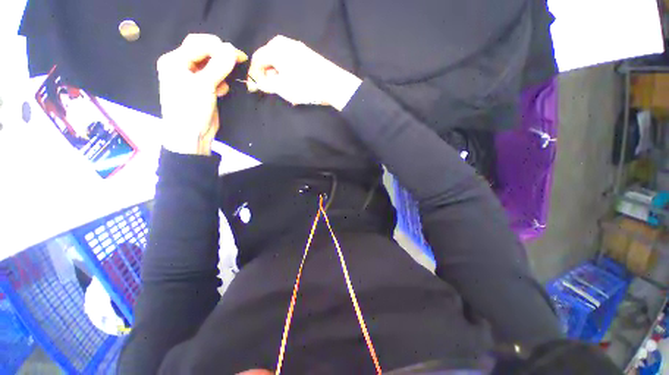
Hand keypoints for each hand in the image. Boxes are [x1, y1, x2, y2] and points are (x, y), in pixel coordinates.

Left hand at [157, 34, 246, 154]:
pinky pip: (213, 78)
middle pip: (203, 52)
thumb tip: (232, 50)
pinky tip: (222, 91)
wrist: (190, 136)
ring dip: (222, 69)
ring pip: (210, 65)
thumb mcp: (204, 85)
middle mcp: (181, 66)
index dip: (218, 46)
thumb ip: (218, 66)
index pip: (198, 44)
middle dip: (221, 55)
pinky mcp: (202, 90)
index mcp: (174, 61)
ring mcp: (192, 79)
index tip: (238, 54)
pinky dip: (220, 82)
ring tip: (229, 78)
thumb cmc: (191, 109)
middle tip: (238, 60)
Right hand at [247, 35, 361, 110]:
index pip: (257, 59)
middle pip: (268, 59)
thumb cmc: (305, 86)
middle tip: (269, 90)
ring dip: (278, 77)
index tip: (254, 88)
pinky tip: (293, 86)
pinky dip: (288, 74)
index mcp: (275, 48)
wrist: (333, 84)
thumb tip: (257, 83)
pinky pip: (290, 62)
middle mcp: (284, 43)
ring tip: (283, 91)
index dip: (253, 75)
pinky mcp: (307, 54)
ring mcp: (297, 47)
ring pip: (280, 62)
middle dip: (267, 76)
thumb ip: (266, 84)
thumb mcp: (282, 88)